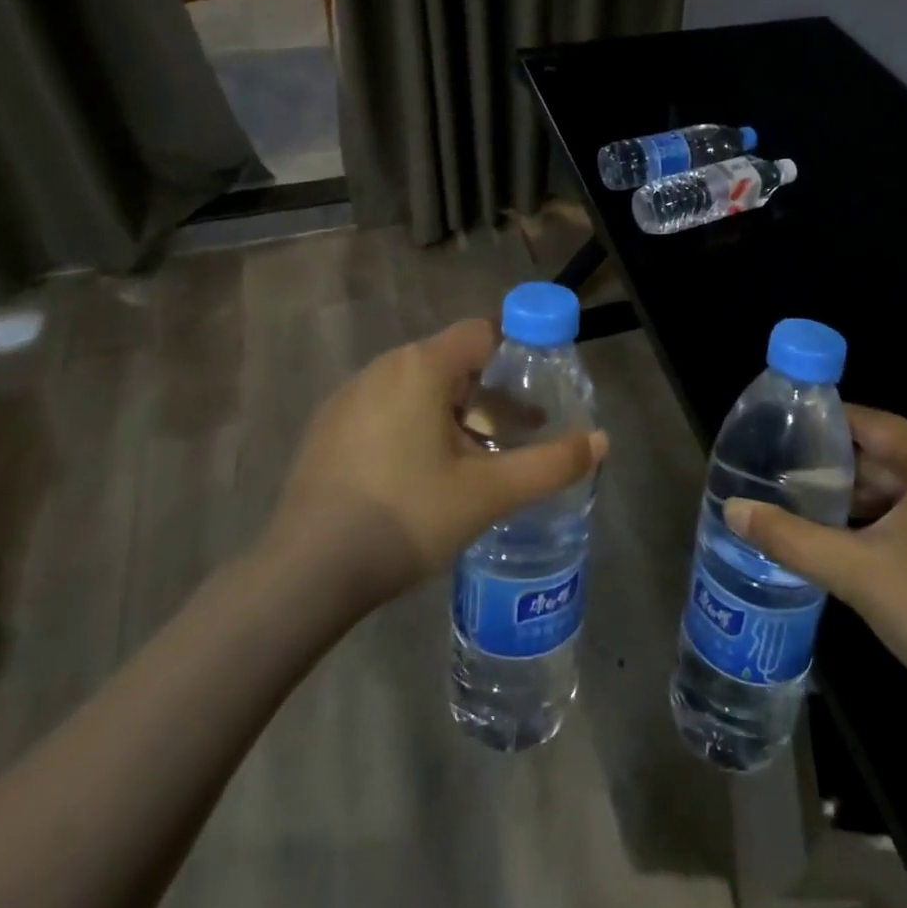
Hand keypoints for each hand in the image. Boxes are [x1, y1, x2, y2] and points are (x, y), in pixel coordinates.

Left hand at [261, 318, 606, 606]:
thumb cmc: (406, 518)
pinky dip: (416, 426)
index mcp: (421, 367)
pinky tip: (422, 477)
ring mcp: (348, 396)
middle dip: (491, 394)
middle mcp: (383, 367)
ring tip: (476, 461)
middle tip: (517, 434)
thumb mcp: (488, 493)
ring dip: (456, 414)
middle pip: (452, 363)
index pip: (481, 332)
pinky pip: (386, 409)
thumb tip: (602, 441)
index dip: (517, 349)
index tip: (540, 383)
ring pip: (418, 389)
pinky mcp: (327, 428)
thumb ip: (550, 464)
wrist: (304, 574)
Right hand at [725, 407, 906, 725]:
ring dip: (860, 500)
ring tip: (808, 512)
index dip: (821, 426)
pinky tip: (855, 544)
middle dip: (836, 471)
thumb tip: (731, 510)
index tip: (778, 435)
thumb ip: (789, 537)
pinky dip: (889, 520)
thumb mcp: (854, 573)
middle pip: (885, 454)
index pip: (867, 421)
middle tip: (783, 483)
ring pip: (904, 486)